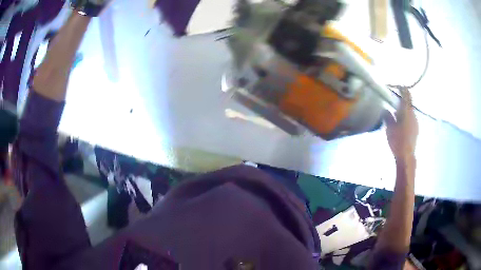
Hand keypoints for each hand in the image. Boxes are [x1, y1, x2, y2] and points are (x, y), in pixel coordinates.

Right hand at [384, 89, 418, 160]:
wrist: (407, 155)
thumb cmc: (397, 140)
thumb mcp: (390, 128)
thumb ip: (387, 116)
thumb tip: (385, 109)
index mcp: (406, 112)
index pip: (406, 96)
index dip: (403, 90)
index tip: (400, 85)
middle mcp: (413, 115)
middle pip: (409, 104)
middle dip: (403, 100)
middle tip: (397, 98)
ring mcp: (415, 123)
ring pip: (410, 112)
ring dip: (404, 109)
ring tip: (398, 111)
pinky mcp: (416, 130)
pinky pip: (411, 119)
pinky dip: (406, 117)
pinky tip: (402, 122)